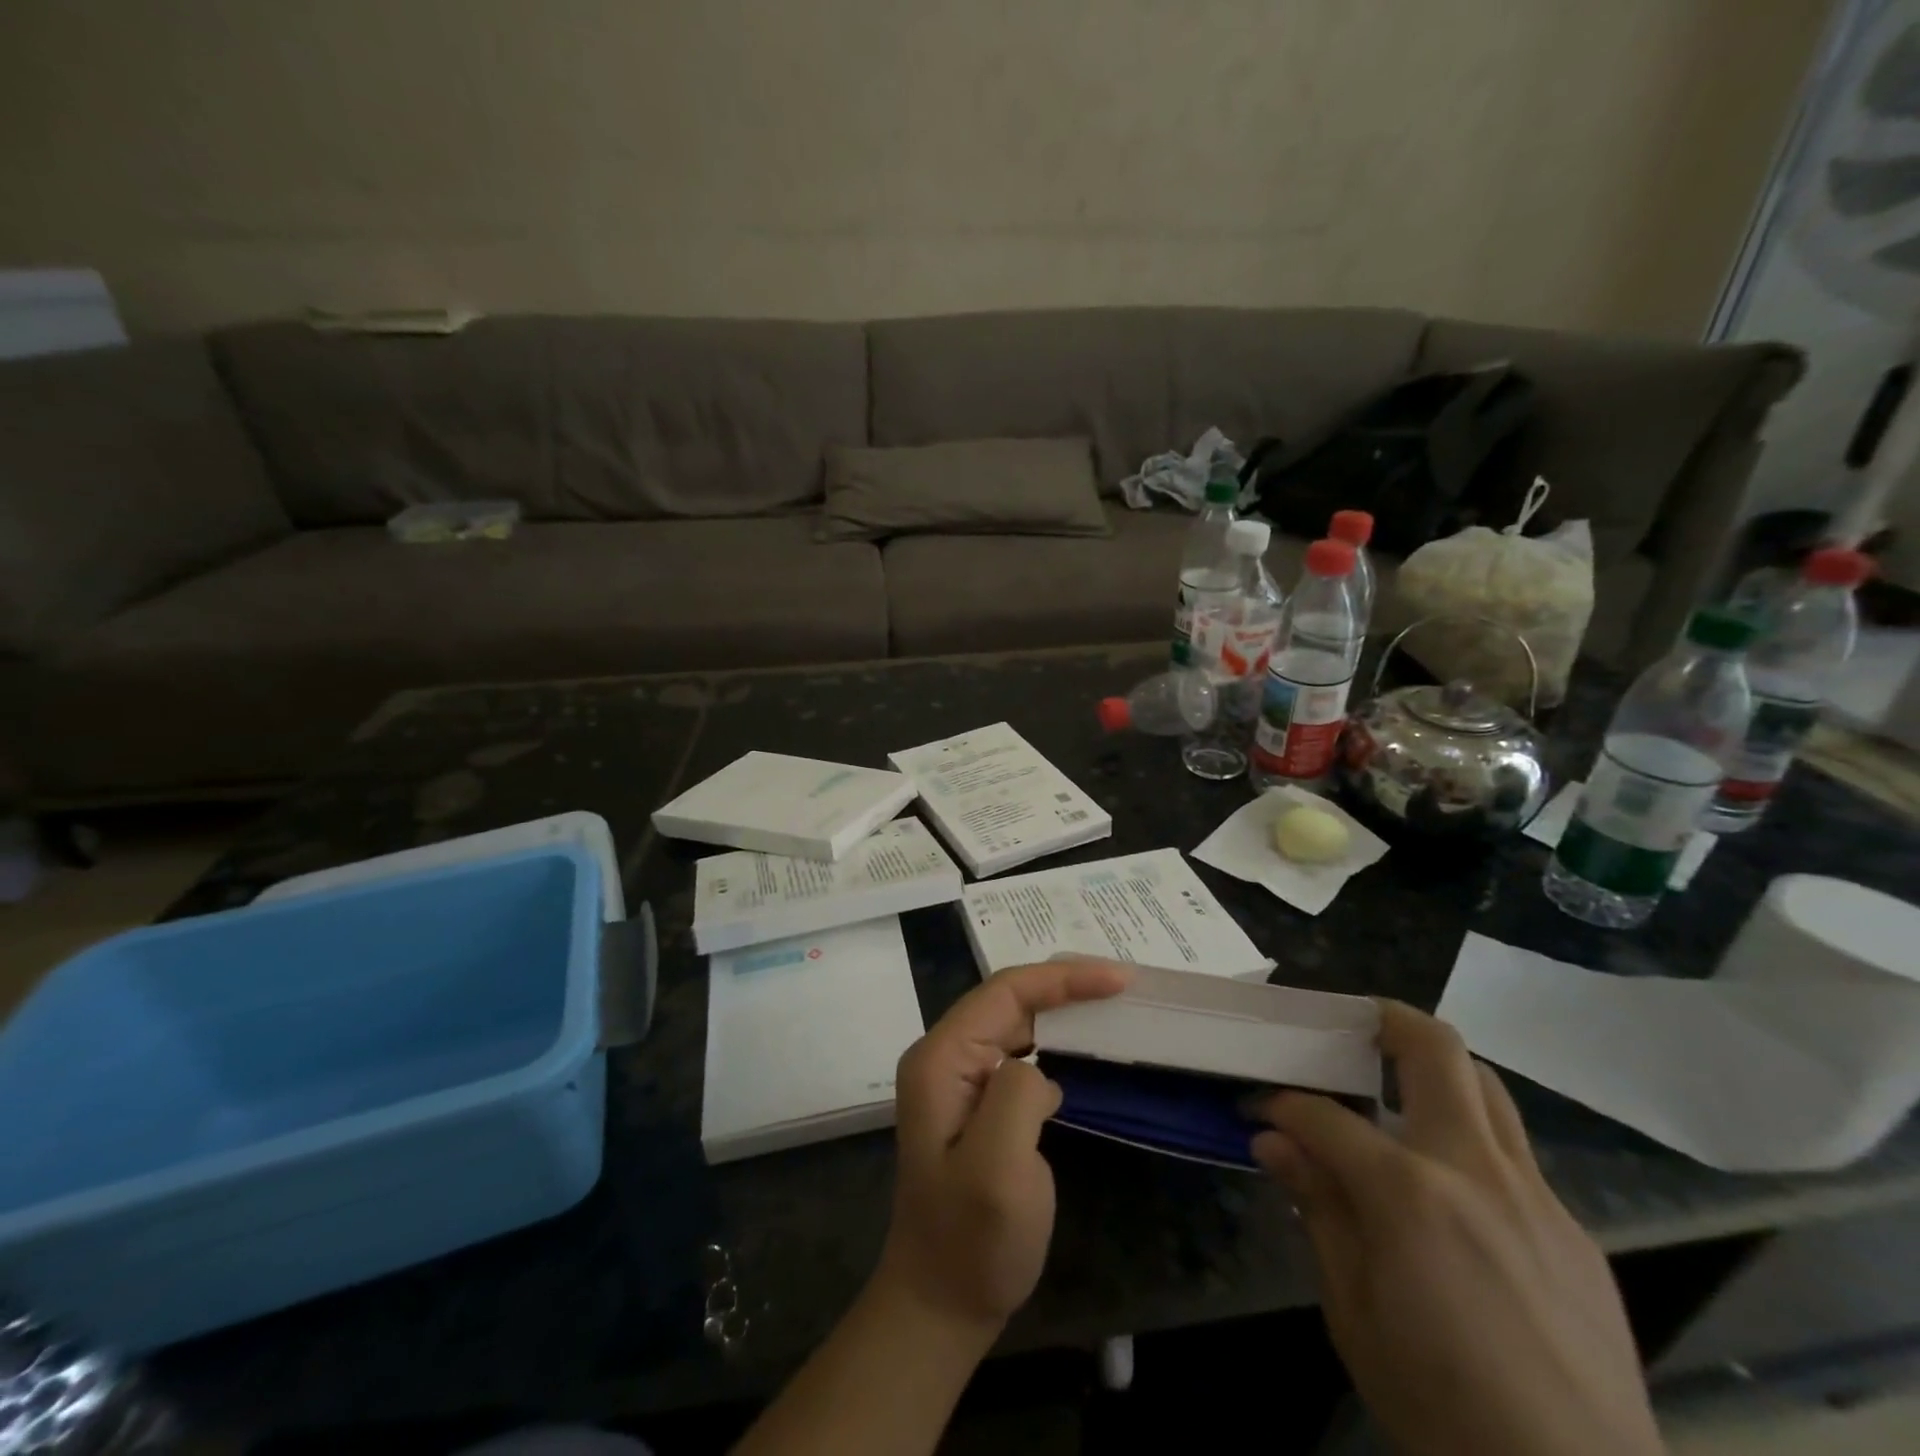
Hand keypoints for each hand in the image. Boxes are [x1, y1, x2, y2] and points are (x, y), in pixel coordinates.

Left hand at [876, 958, 1130, 1337]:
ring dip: (1062, 1009)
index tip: (1118, 980)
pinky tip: (1083, 1049)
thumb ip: (1016, 1094)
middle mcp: (944, 1056)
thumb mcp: (998, 1169)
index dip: (1062, 977)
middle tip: (1122, 986)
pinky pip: (1019, 1052)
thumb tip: (1038, 1067)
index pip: (1005, 992)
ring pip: (1016, 1022)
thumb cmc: (971, 1241)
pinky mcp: (977, 1102)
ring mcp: (959, 1079)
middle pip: (1009, 999)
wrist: (941, 1304)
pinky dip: (1055, 1042)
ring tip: (1109, 1004)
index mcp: (941, 1058)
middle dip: (1065, 985)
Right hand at [1251, 1001, 1663, 1455]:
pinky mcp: (1575, 1230)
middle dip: (1385, 1021)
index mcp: (1408, 1191)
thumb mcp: (1353, 1311)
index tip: (1259, 1107)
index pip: (1324, 1116)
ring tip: (1398, 1085)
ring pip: (1485, 1087)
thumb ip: (1317, 1208)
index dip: (1281, 1104)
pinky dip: (1469, 1140)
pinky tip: (1451, 1190)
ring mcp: (1535, 1195)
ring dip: (1437, 1068)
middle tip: (1350, 1027)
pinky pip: (1514, 1155)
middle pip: (1435, 1050)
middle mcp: (1474, 1169)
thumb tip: (1274, 1141)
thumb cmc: (1441, 1405)